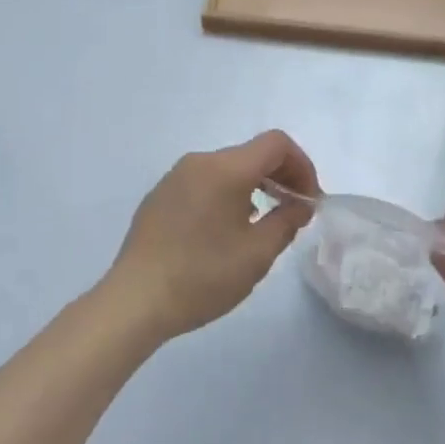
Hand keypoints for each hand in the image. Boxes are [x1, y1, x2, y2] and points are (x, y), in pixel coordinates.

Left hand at [105, 131, 320, 341]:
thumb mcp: (257, 254)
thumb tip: (301, 203)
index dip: (302, 165)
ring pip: (227, 168)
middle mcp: (199, 162)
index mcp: (225, 168)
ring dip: (254, 185)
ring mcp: (175, 176)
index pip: (276, 144)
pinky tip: (226, 230)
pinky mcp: (160, 195)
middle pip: (251, 153)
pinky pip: (204, 182)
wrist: (135, 300)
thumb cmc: (202, 276)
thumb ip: (287, 221)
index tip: (309, 200)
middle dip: (280, 176)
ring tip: (263, 222)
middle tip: (294, 212)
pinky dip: (227, 194)